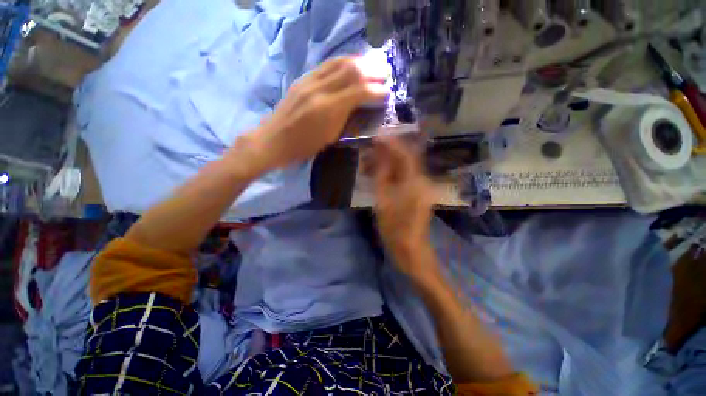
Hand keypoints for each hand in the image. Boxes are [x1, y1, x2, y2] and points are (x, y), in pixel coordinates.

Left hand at [252, 57, 387, 169]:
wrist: (274, 140)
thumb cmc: (304, 146)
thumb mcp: (330, 138)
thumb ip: (347, 119)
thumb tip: (362, 108)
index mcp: (328, 109)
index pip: (358, 91)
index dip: (376, 90)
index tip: (387, 92)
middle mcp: (319, 89)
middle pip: (351, 70)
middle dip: (371, 71)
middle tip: (385, 74)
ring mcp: (309, 81)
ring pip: (339, 62)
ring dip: (359, 61)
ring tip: (372, 65)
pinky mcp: (302, 79)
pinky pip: (327, 65)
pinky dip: (343, 62)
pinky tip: (351, 65)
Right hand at [370, 137, 436, 276]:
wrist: (410, 250)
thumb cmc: (394, 228)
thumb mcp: (382, 201)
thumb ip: (381, 176)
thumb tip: (378, 156)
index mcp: (416, 182)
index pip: (405, 154)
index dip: (391, 143)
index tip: (376, 135)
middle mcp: (422, 181)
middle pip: (406, 159)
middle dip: (388, 152)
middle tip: (370, 148)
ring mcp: (421, 188)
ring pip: (404, 168)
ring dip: (388, 163)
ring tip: (370, 161)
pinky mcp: (418, 194)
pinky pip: (404, 178)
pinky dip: (391, 173)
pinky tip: (378, 174)